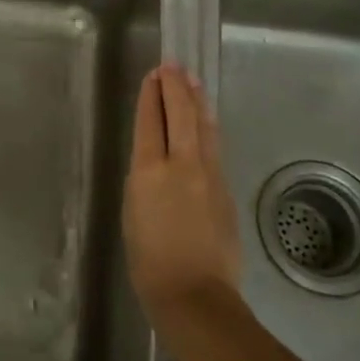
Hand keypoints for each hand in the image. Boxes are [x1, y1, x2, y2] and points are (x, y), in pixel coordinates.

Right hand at [124, 64, 242, 313]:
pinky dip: (208, 127)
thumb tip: (158, 161)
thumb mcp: (133, 211)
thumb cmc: (149, 260)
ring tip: (193, 81)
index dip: (152, 96)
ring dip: (197, 101)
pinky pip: (215, 148)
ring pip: (204, 127)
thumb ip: (145, 179)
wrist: (194, 294)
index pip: (151, 121)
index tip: (154, 76)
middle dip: (177, 87)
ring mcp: (209, 176)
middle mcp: (182, 165)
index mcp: (149, 171)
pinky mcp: (226, 190)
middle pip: (182, 115)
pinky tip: (207, 122)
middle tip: (173, 66)